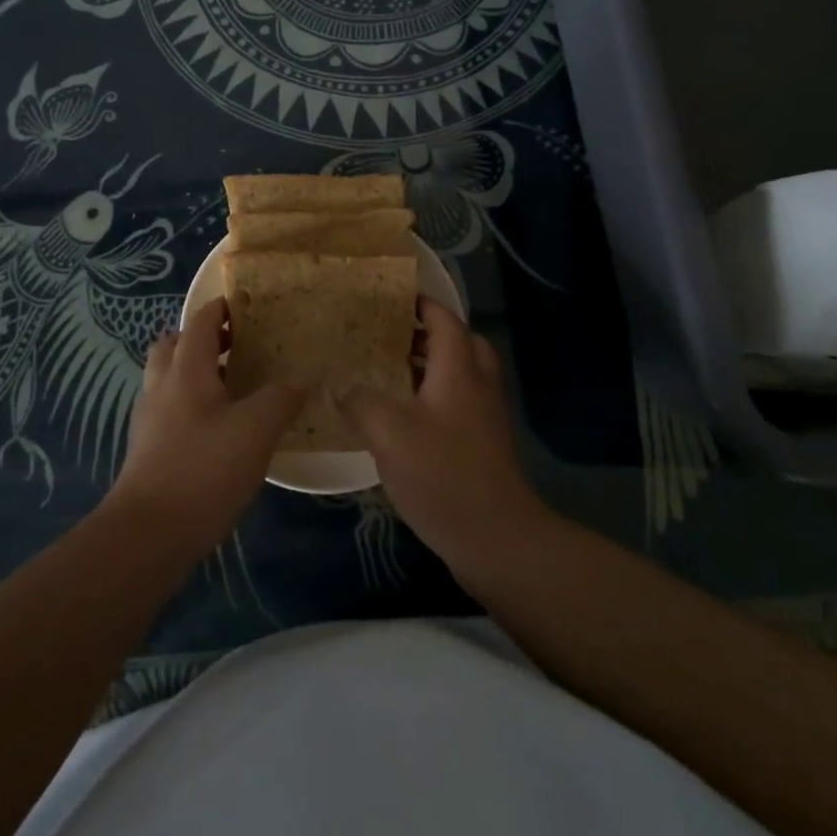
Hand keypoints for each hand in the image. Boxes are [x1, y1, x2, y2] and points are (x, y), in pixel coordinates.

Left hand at [106, 298, 304, 560]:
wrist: (148, 535)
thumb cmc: (203, 469)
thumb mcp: (256, 430)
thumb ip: (281, 397)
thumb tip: (302, 377)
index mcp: (186, 370)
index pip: (200, 322)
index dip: (221, 308)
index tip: (247, 306)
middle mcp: (162, 386)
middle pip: (174, 345)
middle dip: (202, 339)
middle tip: (238, 346)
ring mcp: (150, 420)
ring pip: (168, 378)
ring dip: (194, 372)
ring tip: (232, 386)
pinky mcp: (147, 450)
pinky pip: (168, 409)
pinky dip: (190, 404)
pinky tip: (218, 429)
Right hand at [336, 298, 548, 572]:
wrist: (497, 538)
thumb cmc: (443, 474)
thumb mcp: (389, 433)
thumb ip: (359, 402)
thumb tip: (338, 385)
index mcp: (458, 369)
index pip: (443, 318)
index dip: (418, 303)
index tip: (387, 297)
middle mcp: (476, 384)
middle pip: (458, 341)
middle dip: (425, 332)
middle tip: (388, 335)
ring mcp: (483, 415)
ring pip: (458, 373)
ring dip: (427, 365)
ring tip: (387, 370)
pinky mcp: (481, 443)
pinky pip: (456, 401)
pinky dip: (432, 394)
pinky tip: (400, 416)